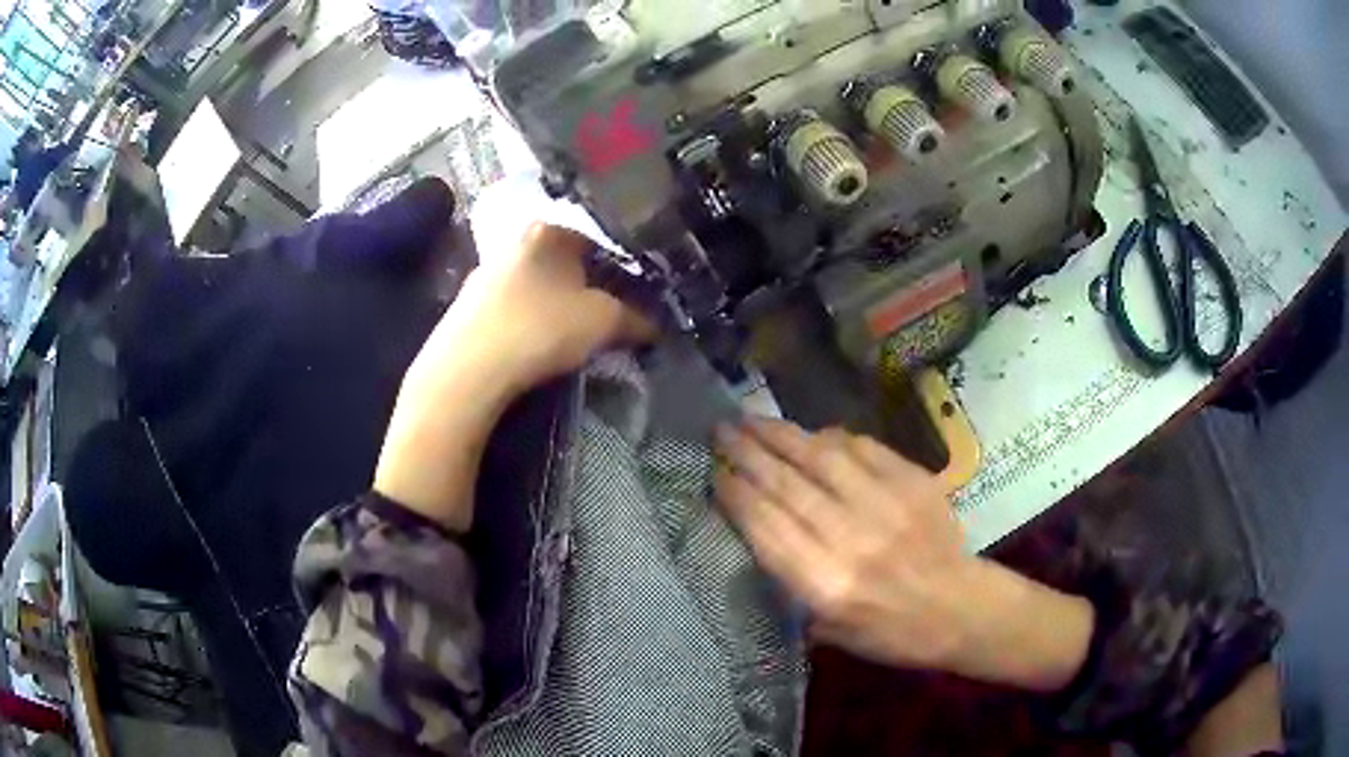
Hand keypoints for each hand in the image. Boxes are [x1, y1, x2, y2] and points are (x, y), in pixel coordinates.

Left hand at [404, 223, 654, 398]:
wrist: (467, 370)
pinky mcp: (466, 306)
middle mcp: (515, 242)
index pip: (599, 239)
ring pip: (535, 284)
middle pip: (564, 262)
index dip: (622, 268)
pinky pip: (511, 307)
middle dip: (587, 287)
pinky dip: (527, 321)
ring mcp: (485, 273)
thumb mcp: (603, 322)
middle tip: (606, 318)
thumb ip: (635, 319)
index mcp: (550, 231)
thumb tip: (656, 326)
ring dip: (555, 305)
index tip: (635, 296)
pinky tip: (533, 346)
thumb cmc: (541, 328)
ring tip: (570, 337)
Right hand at [715, 418, 1092, 689]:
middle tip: (721, 432)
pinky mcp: (912, 482)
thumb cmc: (890, 633)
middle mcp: (850, 539)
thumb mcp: (828, 631)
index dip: (736, 493)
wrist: (960, 609)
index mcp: (824, 584)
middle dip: (747, 454)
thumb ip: (791, 583)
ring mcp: (885, 505)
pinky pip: (863, 449)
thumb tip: (758, 530)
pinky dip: (832, 439)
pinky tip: (812, 434)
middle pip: (786, 486)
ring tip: (752, 419)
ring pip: (820, 458)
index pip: (766, 526)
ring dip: (781, 435)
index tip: (714, 472)